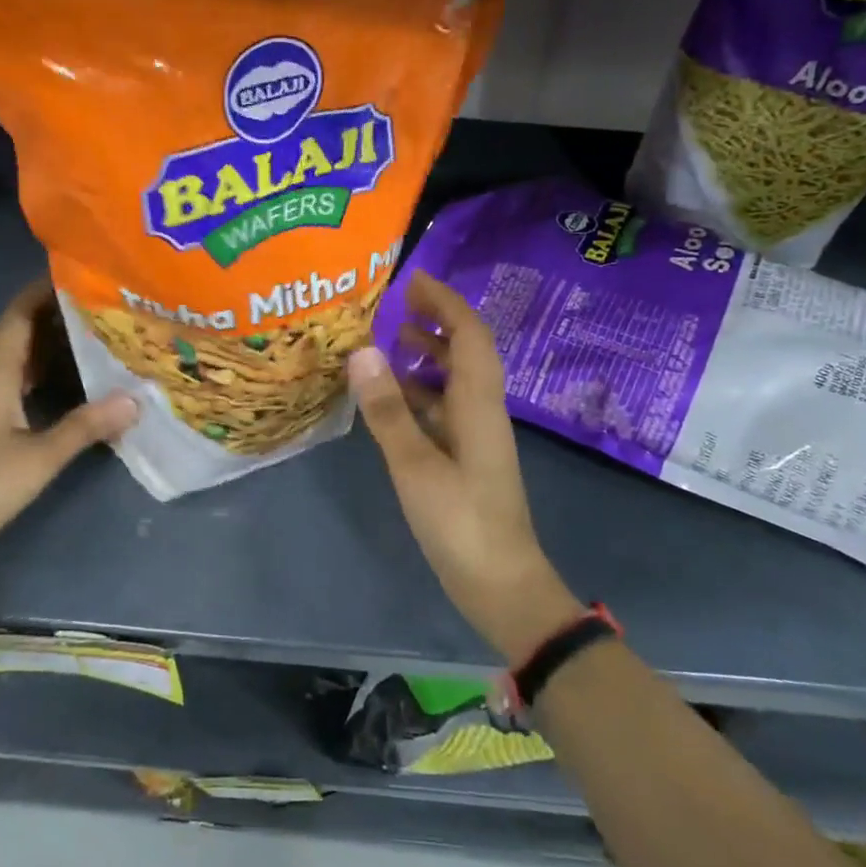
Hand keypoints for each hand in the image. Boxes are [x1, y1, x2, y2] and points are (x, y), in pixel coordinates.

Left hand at [0, 278, 137, 549]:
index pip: (18, 316)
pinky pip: (10, 376)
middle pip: (16, 330)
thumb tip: (134, 400)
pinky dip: (36, 366)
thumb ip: (85, 426)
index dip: (42, 291)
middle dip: (51, 311)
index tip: (75, 272)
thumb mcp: (39, 457)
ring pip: (13, 355)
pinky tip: (61, 373)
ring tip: (86, 328)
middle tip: (95, 301)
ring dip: (44, 339)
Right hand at [347, 270, 579, 664]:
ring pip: (457, 378)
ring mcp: (478, 435)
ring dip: (431, 352)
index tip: (414, 279)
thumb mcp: (414, 465)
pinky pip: (447, 406)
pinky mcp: (469, 457)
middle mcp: (484, 410)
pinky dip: (423, 390)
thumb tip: (363, 350)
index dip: (446, 302)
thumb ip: (387, 409)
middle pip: (468, 350)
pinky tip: (394, 397)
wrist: (503, 586)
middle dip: (438, 319)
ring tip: (391, 341)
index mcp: (478, 403)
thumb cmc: (461, 523)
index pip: (470, 334)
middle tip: (398, 303)